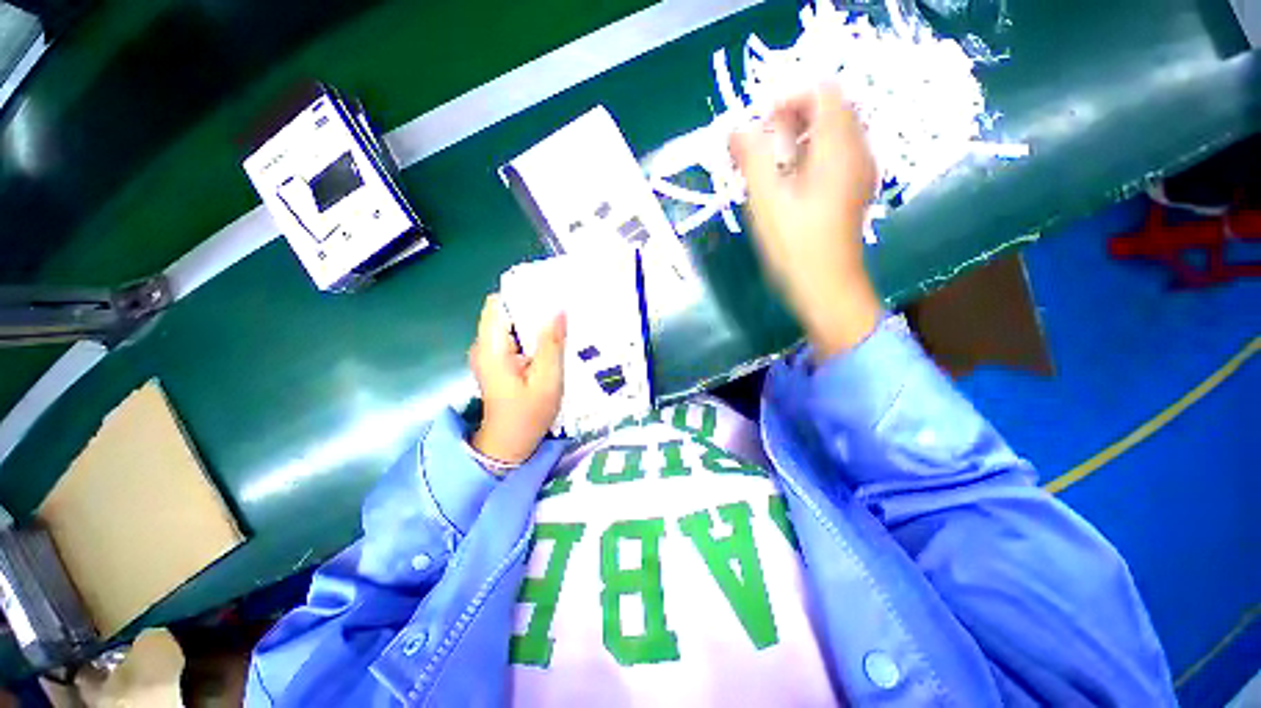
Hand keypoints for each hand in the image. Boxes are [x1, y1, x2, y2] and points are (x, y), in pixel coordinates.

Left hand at [468, 294, 565, 464]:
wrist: (510, 445)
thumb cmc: (528, 414)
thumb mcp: (547, 379)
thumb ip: (551, 343)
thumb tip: (558, 309)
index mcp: (491, 348)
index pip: (498, 303)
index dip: (522, 293)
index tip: (550, 292)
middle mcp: (485, 346)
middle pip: (506, 312)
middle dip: (533, 307)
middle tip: (564, 309)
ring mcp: (490, 354)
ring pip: (512, 325)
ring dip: (535, 322)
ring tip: (562, 323)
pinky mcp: (498, 361)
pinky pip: (514, 338)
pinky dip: (532, 336)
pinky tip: (552, 341)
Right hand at [730, 83, 882, 359]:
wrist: (826, 288)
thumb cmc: (794, 245)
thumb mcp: (765, 200)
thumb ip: (751, 157)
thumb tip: (736, 128)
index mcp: (838, 146)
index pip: (822, 91)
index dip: (787, 99)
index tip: (759, 129)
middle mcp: (858, 149)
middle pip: (829, 109)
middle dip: (791, 120)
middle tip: (762, 151)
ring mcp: (860, 171)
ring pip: (832, 133)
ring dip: (799, 140)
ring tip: (772, 170)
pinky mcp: (855, 190)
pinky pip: (836, 156)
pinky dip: (811, 157)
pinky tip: (791, 186)